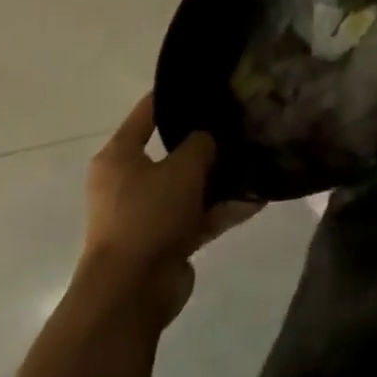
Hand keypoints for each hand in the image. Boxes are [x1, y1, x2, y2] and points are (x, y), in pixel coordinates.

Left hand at [81, 94, 255, 325]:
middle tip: (237, 123)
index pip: (147, 113)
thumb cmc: (148, 216)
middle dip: (204, 143)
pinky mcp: (164, 243)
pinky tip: (258, 199)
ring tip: (255, 160)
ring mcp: (146, 215)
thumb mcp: (182, 168)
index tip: (204, 83)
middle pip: (171, 153)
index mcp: (119, 157)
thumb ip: (201, 143)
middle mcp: (128, 183)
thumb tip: (209, 136)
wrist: (132, 294)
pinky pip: (198, 218)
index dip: (173, 95)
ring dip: (218, 180)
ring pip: (188, 188)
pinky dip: (223, 210)